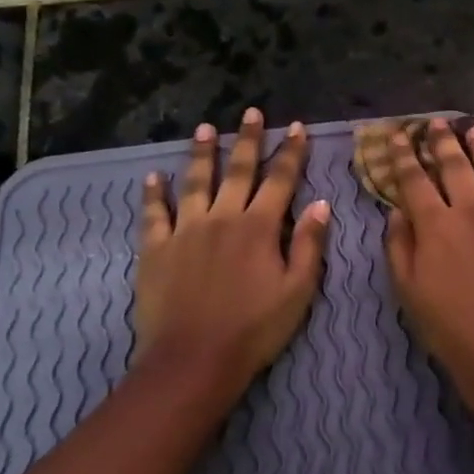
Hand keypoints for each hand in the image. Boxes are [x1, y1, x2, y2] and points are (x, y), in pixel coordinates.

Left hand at [136, 108, 329, 397]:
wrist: (194, 360)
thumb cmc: (254, 330)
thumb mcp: (297, 292)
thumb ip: (310, 245)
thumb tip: (322, 204)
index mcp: (259, 227)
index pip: (280, 179)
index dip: (291, 152)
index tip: (296, 127)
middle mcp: (222, 217)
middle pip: (237, 170)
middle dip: (247, 139)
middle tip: (251, 112)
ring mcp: (185, 230)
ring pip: (195, 181)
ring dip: (202, 153)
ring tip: (204, 128)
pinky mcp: (155, 248)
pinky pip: (154, 213)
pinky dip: (153, 193)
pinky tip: (152, 177)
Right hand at [384, 118, 473, 418]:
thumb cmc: (448, 326)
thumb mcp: (407, 289)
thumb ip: (399, 244)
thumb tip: (397, 211)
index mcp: (436, 224)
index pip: (415, 178)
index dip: (405, 155)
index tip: (399, 135)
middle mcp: (470, 209)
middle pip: (454, 164)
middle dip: (442, 140)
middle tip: (435, 123)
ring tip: (472, 127)